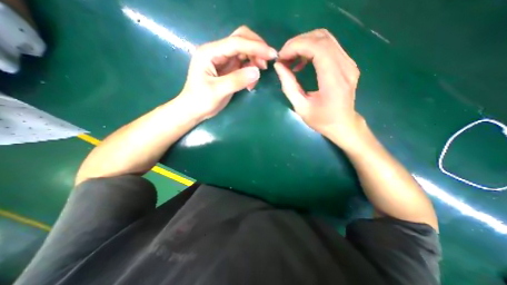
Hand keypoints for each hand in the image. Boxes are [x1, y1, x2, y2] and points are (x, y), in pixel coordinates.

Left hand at [177, 26, 276, 120]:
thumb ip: (236, 80)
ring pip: (244, 52)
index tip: (271, 55)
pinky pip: (244, 64)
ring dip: (255, 61)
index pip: (236, 42)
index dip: (255, 47)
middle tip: (266, 64)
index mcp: (210, 53)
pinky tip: (250, 83)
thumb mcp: (217, 91)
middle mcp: (217, 52)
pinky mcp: (228, 69)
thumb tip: (257, 71)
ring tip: (256, 78)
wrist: (194, 110)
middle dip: (256, 49)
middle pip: (241, 39)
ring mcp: (223, 60)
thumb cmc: (201, 100)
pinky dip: (251, 71)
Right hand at [274, 28, 364, 144]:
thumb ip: (289, 86)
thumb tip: (279, 66)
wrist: (343, 124)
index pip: (318, 48)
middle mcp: (345, 67)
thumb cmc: (321, 120)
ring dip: (304, 45)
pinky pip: (329, 47)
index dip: (297, 46)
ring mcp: (349, 63)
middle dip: (298, 43)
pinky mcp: (347, 63)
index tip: (281, 56)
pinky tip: (302, 63)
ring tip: (291, 59)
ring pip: (326, 38)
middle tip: (284, 57)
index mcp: (334, 81)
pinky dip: (312, 49)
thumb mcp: (301, 107)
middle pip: (322, 38)